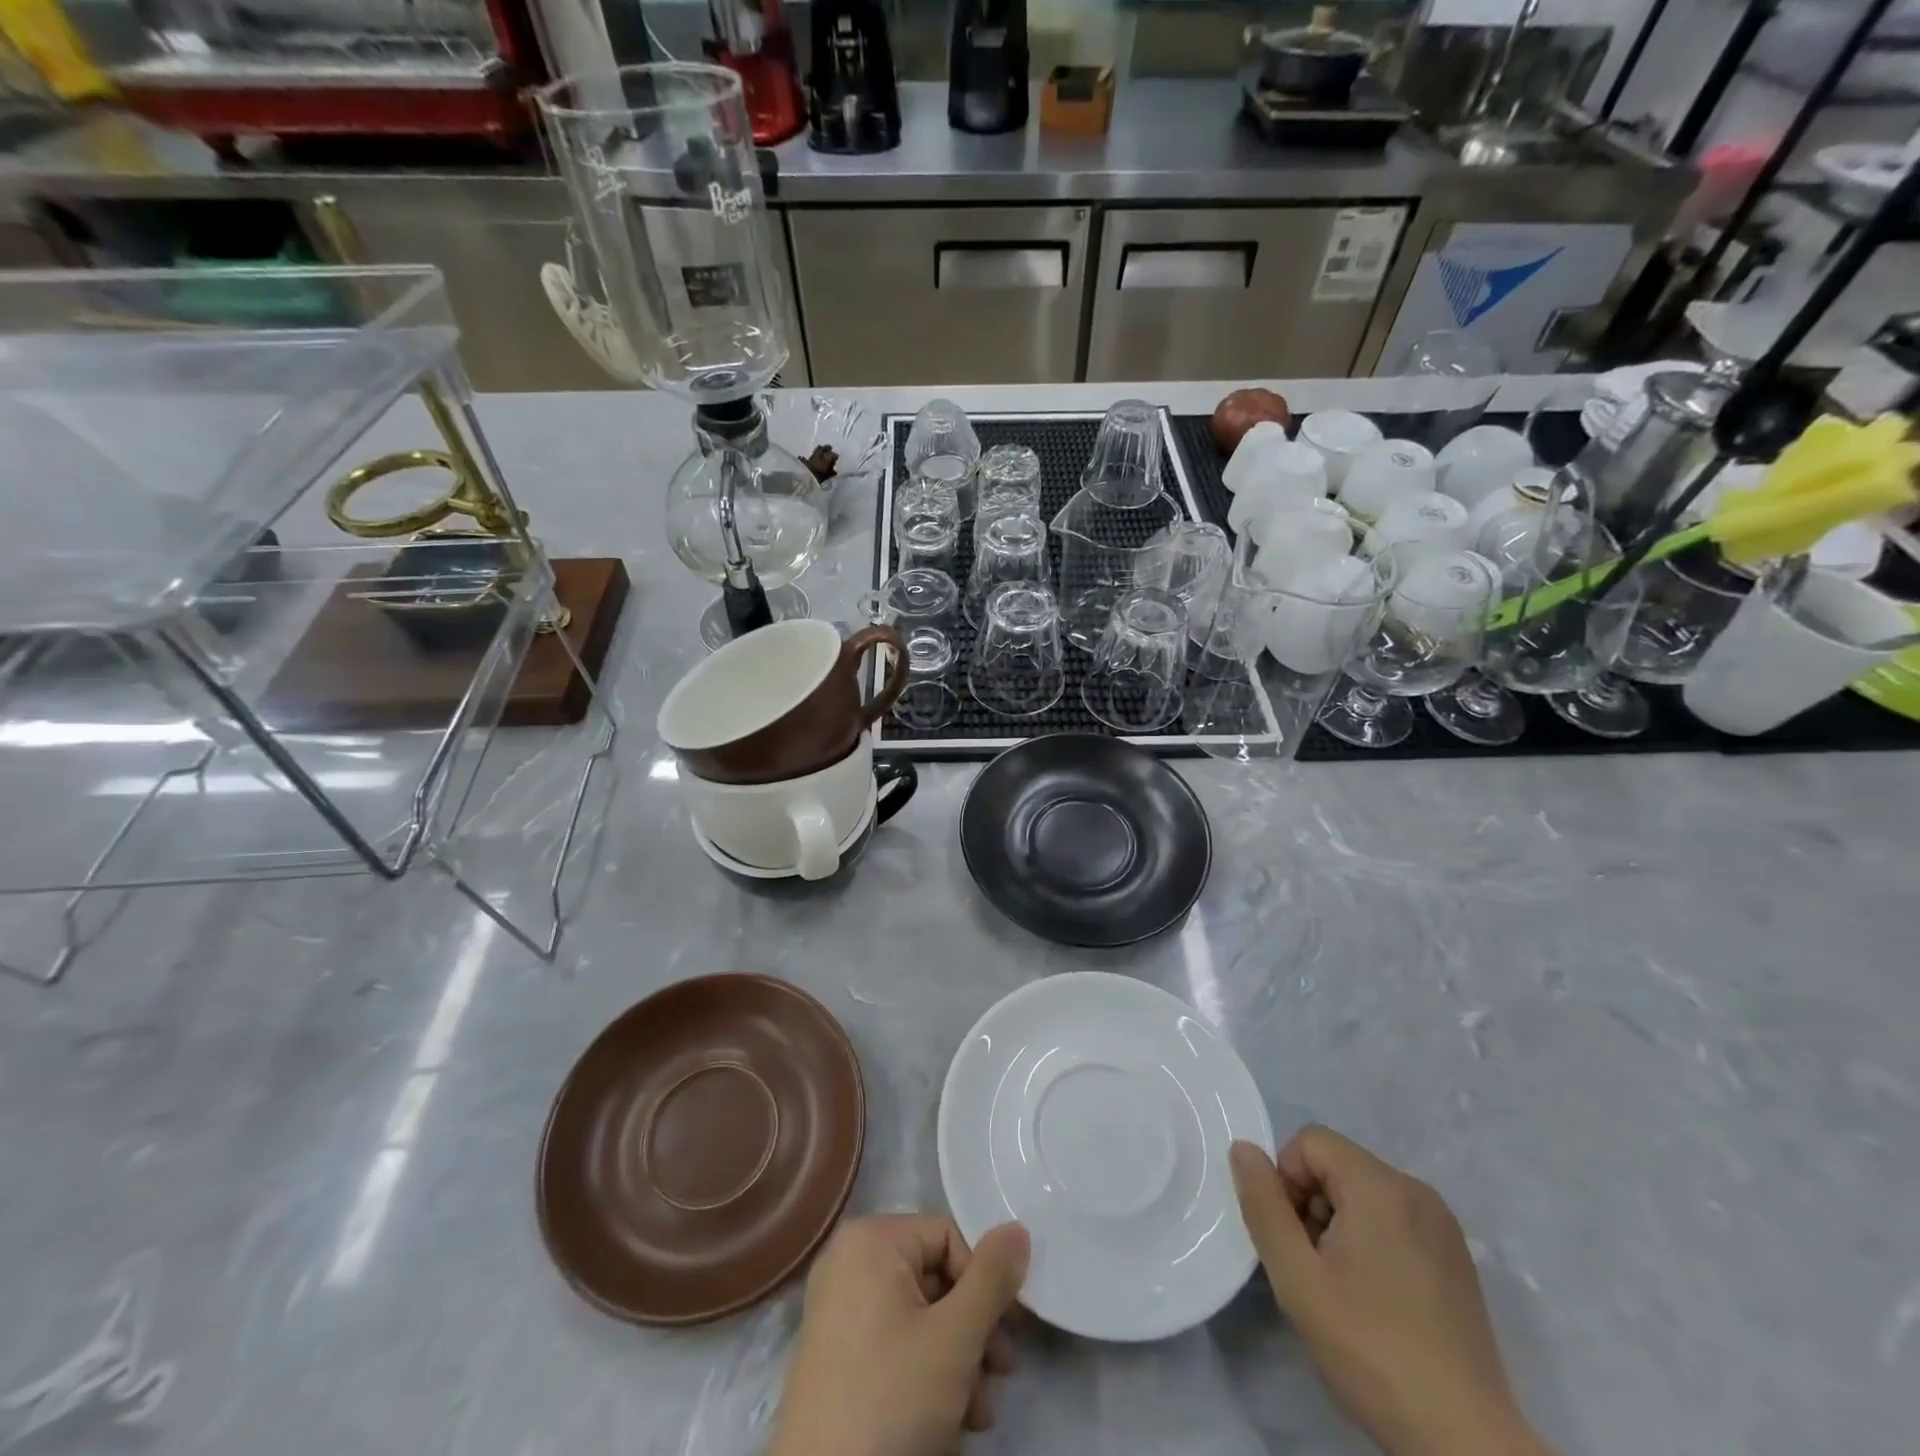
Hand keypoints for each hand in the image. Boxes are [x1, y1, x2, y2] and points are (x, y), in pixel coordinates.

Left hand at [769, 1215, 1029, 1455]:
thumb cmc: (891, 1400)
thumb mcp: (955, 1339)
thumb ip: (992, 1279)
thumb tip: (1018, 1228)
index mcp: (870, 1239)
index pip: (948, 1237)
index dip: (983, 1285)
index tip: (1004, 1340)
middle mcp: (848, 1259)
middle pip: (935, 1277)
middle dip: (973, 1331)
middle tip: (998, 1379)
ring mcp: (837, 1306)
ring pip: (919, 1314)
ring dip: (957, 1359)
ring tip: (977, 1413)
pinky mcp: (834, 1350)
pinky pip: (893, 1338)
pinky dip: (924, 1370)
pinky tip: (947, 1418)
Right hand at [1230, 1129, 1551, 1455]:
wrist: (1465, 1442)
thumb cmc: (1371, 1349)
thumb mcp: (1297, 1277)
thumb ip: (1263, 1204)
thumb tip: (1242, 1148)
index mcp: (1380, 1185)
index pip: (1309, 1141)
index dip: (1286, 1180)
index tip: (1292, 1239)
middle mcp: (1416, 1190)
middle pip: (1338, 1164)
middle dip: (1311, 1203)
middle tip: (1312, 1268)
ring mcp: (1442, 1225)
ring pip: (1364, 1192)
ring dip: (1338, 1224)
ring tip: (1342, 1288)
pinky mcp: (1457, 1258)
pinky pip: (1395, 1219)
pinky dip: (1371, 1240)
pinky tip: (1376, 1299)